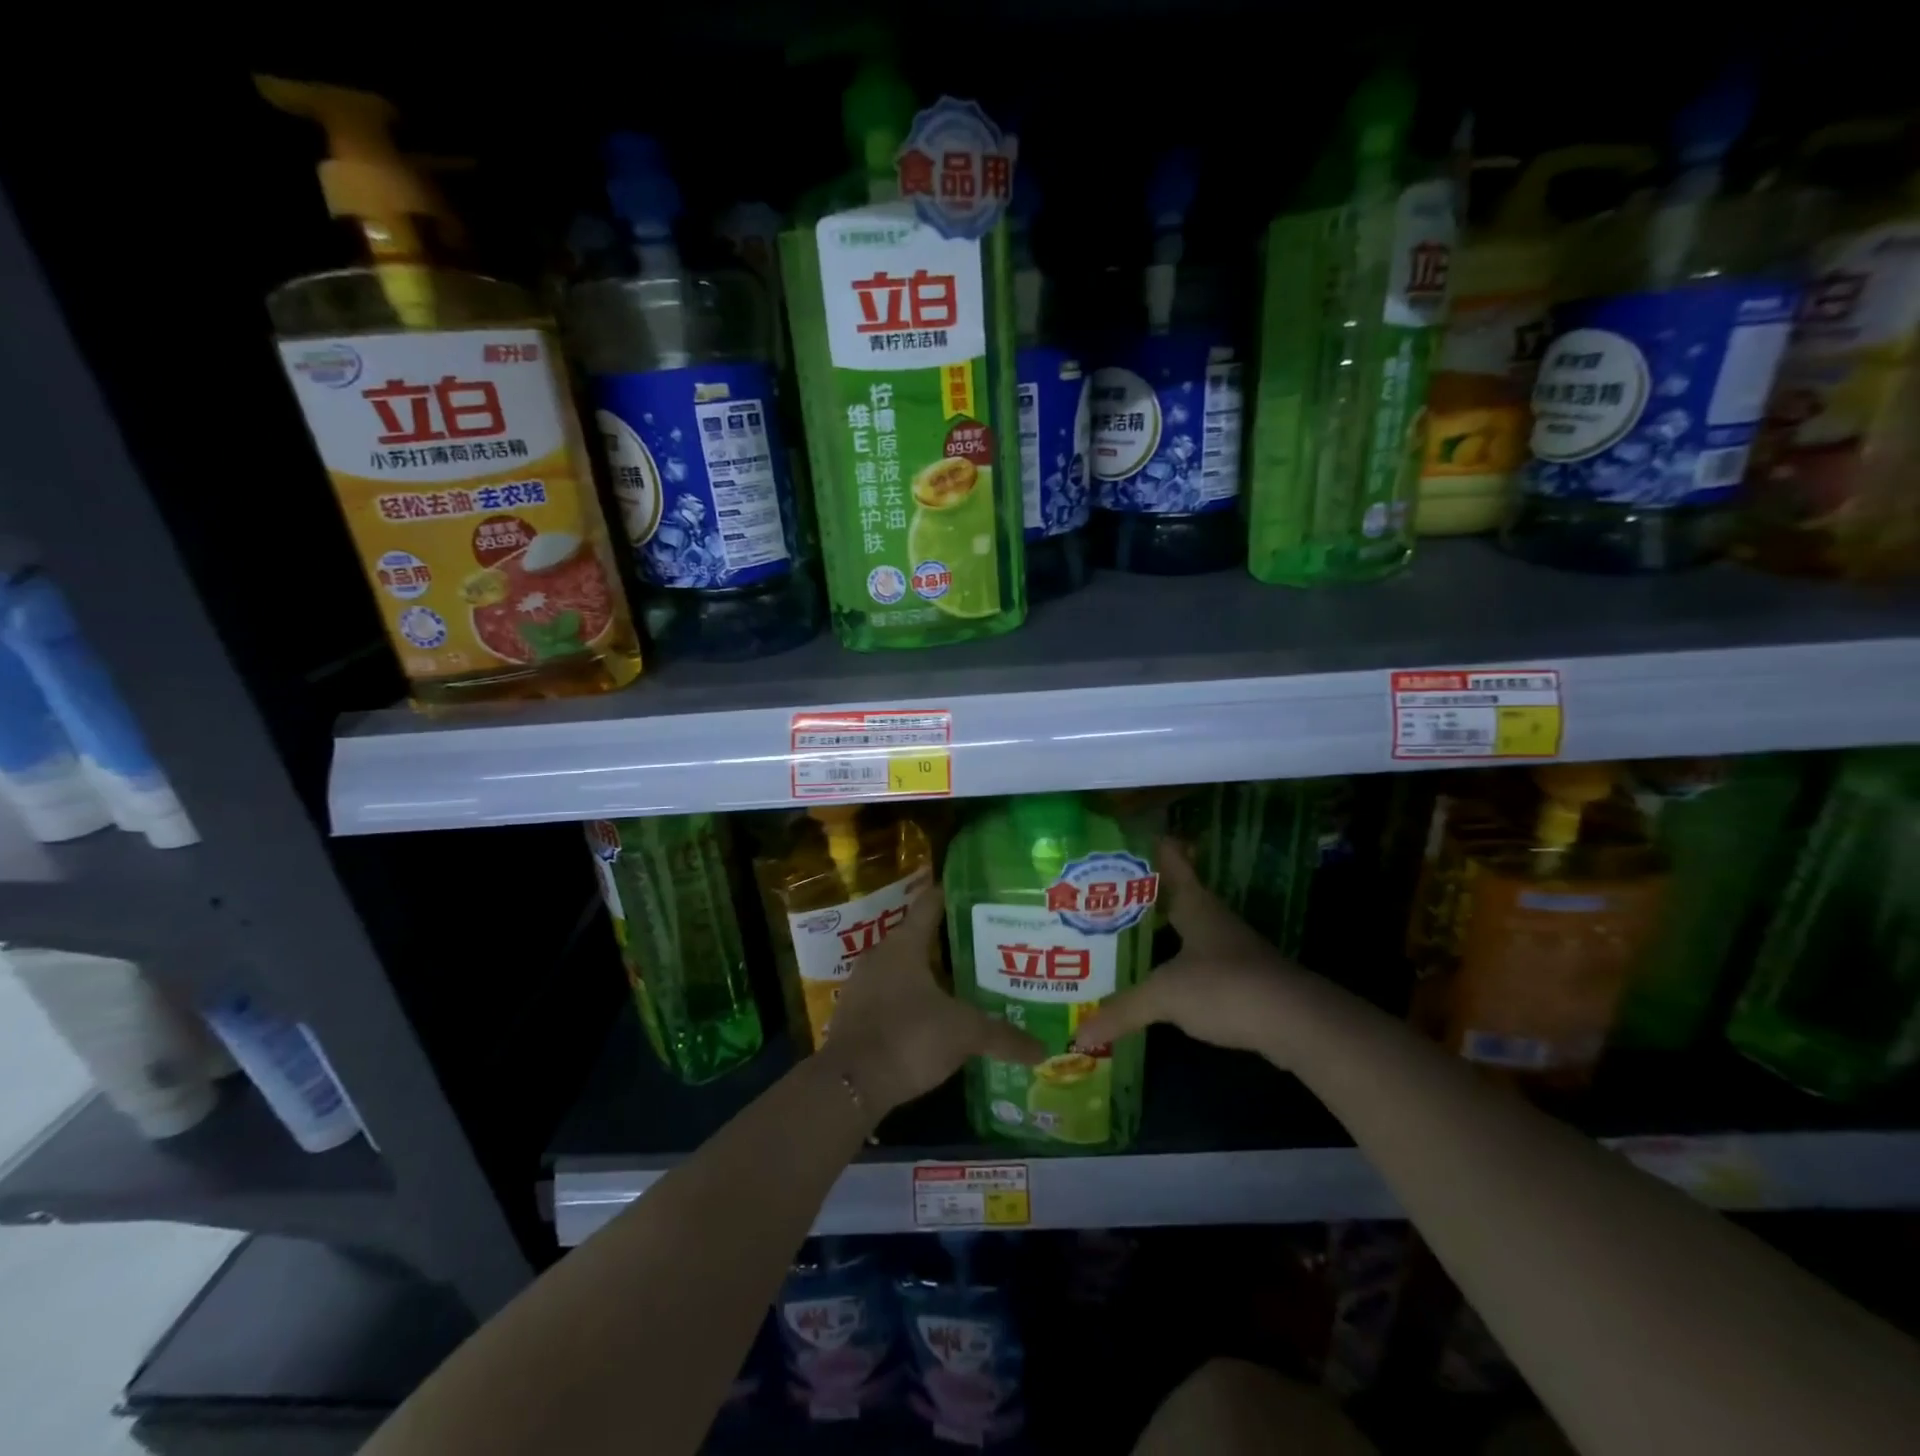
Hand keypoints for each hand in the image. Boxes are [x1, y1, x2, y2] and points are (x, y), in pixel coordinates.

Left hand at [825, 886, 1042, 1113]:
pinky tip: (936, 1016)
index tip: (979, 893)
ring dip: (931, 973)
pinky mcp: (856, 1013)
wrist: (849, 1084)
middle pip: (920, 936)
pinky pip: (891, 994)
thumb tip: (1043, 1049)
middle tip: (987, 946)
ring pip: (905, 967)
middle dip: (951, 940)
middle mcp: (881, 954)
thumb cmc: (908, 1038)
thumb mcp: (963, 1034)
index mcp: (905, 943)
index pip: (931, 903)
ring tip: (966, 982)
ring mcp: (864, 983)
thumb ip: (1003, 1037)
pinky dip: (913, 998)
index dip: (954, 894)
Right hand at [1072, 839, 1309, 1061]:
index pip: (1173, 861)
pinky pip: (1200, 961)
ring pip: (1189, 929)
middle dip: (1145, 893)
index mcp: (1195, 904)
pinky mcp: (1242, 980)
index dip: (1154, 846)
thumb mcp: (1165, 995)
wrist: (1296, 1024)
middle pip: (1177, 895)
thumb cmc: (1224, 987)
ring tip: (1123, 934)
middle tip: (1104, 892)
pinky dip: (1177, 962)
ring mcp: (1232, 949)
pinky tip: (1158, 976)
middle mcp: (1214, 919)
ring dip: (1162, 929)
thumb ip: (1121, 1011)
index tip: (1127, 837)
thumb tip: (1078, 1033)